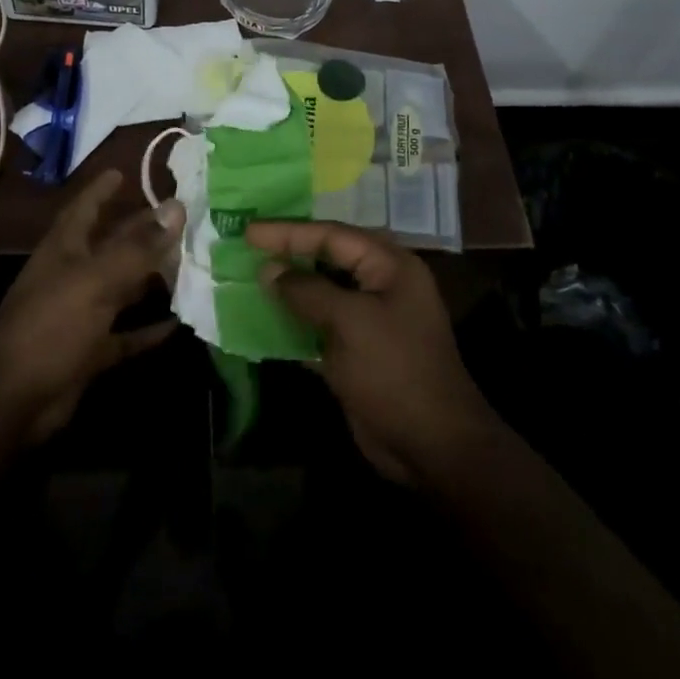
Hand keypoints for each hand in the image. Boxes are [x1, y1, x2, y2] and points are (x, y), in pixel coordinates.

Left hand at [0, 169, 183, 443]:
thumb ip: (138, 246)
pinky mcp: (88, 352)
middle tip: (178, 218)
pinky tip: (178, 324)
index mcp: (64, 250)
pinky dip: (148, 330)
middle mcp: (72, 276)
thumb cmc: (51, 324)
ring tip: (189, 264)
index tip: (122, 172)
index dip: (100, 190)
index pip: (84, 209)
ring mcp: (79, 315)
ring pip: (121, 289)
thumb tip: (176, 207)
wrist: (13, 398)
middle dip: (139, 232)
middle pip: (110, 247)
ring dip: (150, 279)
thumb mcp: (96, 279)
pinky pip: (124, 335)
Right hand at [248, 220, 503, 486]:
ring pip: (320, 293)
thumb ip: (307, 290)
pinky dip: (293, 323)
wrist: (433, 446)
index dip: (288, 232)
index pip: (331, 235)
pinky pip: (318, 326)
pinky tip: (263, 320)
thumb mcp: (350, 322)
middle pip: (326, 258)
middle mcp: (381, 285)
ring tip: (248, 278)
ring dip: (287, 289)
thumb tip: (270, 270)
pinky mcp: (356, 351)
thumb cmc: (395, 370)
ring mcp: (369, 320)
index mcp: (389, 266)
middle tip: (246, 248)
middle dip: (287, 254)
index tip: (248, 232)